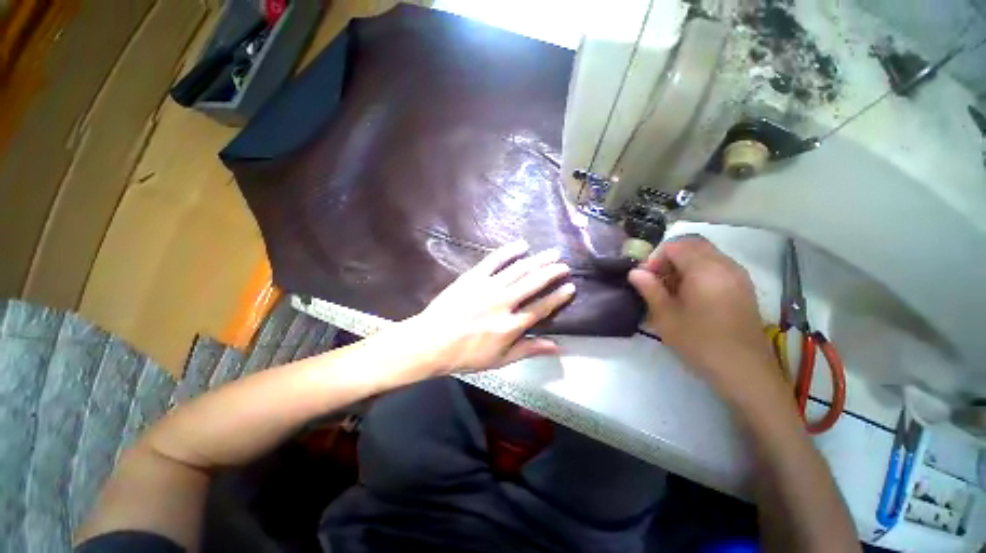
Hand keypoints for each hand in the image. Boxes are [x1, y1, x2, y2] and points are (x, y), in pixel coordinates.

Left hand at [406, 240, 574, 373]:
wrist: (431, 341)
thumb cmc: (466, 354)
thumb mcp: (500, 359)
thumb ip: (529, 349)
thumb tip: (557, 346)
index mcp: (510, 325)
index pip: (541, 308)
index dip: (558, 297)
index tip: (570, 287)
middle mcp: (503, 303)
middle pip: (533, 283)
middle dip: (552, 272)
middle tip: (564, 264)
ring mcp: (488, 287)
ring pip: (518, 269)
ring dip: (538, 260)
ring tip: (552, 253)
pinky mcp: (473, 277)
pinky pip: (494, 260)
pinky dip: (509, 251)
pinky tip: (522, 245)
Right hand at [627, 236, 778, 398]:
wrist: (744, 370)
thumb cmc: (700, 342)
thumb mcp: (666, 316)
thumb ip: (649, 289)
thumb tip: (635, 272)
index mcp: (705, 269)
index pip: (675, 246)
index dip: (656, 258)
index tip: (646, 278)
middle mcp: (725, 265)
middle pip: (693, 245)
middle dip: (669, 257)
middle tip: (657, 280)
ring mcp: (738, 275)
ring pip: (706, 254)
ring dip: (684, 264)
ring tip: (671, 289)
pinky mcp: (744, 287)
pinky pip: (717, 266)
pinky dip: (699, 271)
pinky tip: (691, 295)